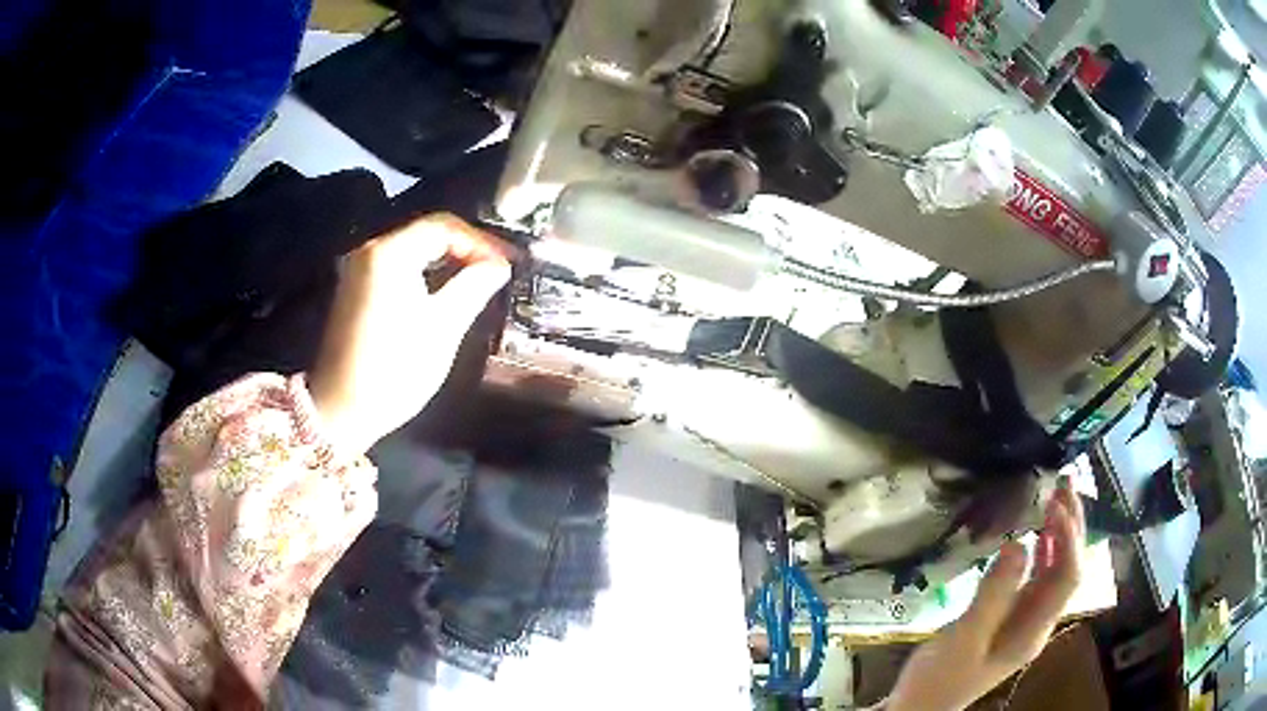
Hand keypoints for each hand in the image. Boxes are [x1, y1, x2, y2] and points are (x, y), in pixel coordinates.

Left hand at [309, 214, 510, 454]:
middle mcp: (370, 251)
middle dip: (466, 250)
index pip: (443, 226)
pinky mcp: (356, 291)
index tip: (508, 263)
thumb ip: (473, 287)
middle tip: (498, 271)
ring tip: (480, 283)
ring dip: (448, 263)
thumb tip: (498, 266)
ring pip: (413, 252)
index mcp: (389, 253)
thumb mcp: (442, 327)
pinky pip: (399, 269)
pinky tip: (447, 294)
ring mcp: (359, 271)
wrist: (342, 410)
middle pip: (426, 234)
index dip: (481, 241)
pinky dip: (426, 275)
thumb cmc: (394, 369)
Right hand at [887, 479, 1085, 710]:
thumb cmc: (940, 678)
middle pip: (1069, 569)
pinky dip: (1041, 551)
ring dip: (1060, 533)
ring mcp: (1026, 620)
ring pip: (1056, 571)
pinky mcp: (1010, 618)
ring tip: (1056, 498)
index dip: (1068, 538)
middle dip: (1072, 526)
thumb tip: (1019, 542)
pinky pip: (1037, 578)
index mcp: (1033, 631)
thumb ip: (994, 593)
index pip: (1067, 576)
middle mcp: (1038, 622)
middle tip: (1065, 484)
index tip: (1054, 503)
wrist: (918, 707)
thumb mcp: (965, 638)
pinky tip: (1036, 535)